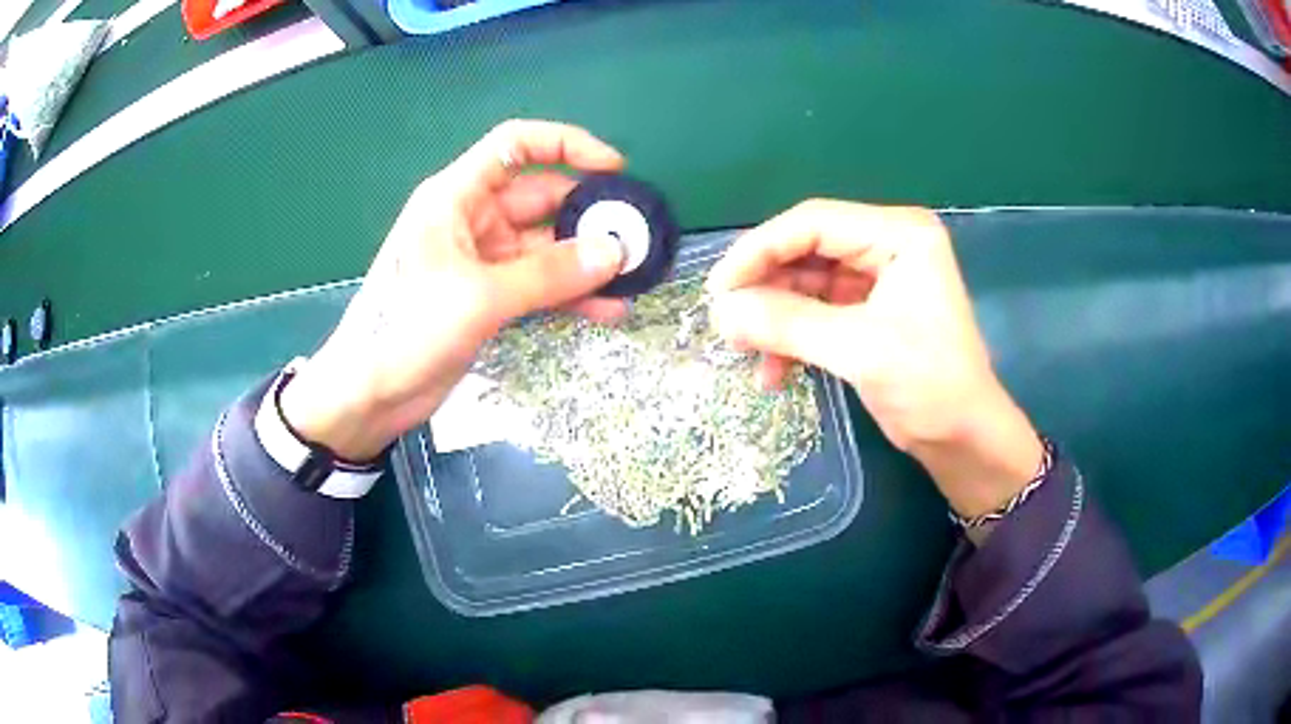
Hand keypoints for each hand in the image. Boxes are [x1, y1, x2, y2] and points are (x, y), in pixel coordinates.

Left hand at [280, 120, 628, 461]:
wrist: (371, 394)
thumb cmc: (407, 329)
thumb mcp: (479, 297)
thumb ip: (548, 274)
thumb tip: (614, 253)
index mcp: (456, 196)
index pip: (516, 145)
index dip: (567, 145)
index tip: (613, 168)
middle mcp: (471, 219)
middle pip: (541, 198)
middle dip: (587, 216)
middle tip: (634, 239)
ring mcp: (482, 260)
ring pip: (545, 246)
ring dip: (585, 261)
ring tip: (631, 279)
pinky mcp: (489, 296)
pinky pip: (539, 283)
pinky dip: (570, 293)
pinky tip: (606, 309)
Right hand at [705, 200, 1042, 518]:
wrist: (964, 439)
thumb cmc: (930, 385)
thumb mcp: (859, 350)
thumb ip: (788, 324)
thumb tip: (720, 312)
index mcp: (899, 234)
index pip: (813, 223)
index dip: (760, 250)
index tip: (719, 289)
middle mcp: (887, 244)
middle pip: (805, 250)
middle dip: (765, 287)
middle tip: (725, 322)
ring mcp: (878, 278)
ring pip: (806, 283)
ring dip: (774, 317)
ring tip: (744, 351)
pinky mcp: (869, 311)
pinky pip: (816, 311)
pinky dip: (792, 337)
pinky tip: (773, 372)